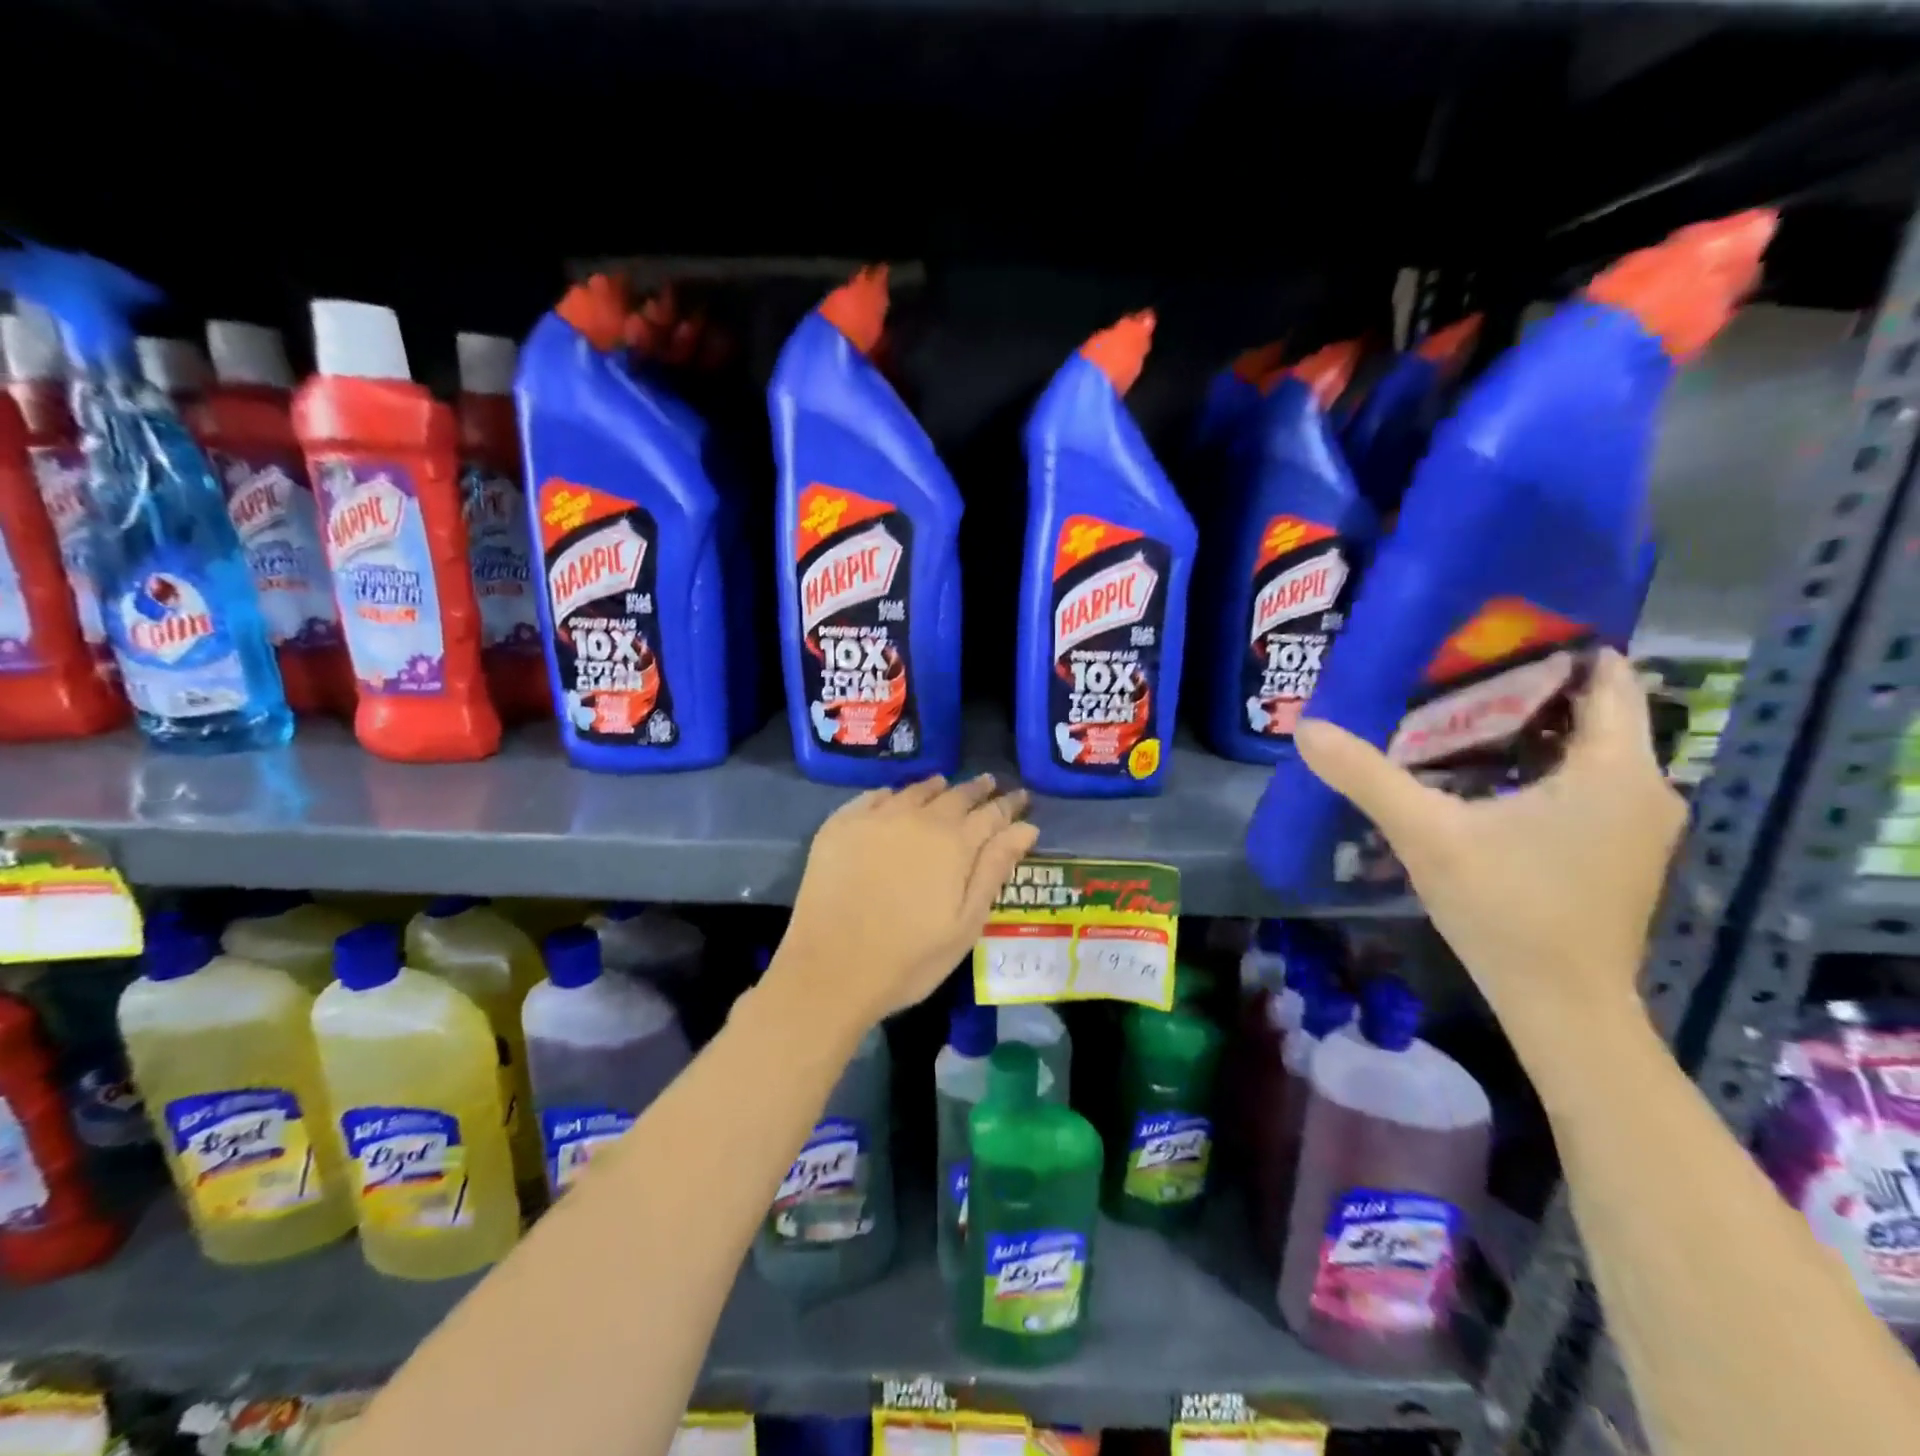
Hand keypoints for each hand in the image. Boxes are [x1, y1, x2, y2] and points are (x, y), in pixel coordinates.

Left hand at [776, 776, 1039, 1027]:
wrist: (829, 969)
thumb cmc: (909, 958)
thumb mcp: (965, 924)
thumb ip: (994, 870)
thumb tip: (1025, 828)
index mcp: (954, 844)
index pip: (992, 814)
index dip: (1009, 805)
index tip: (1022, 796)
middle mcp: (918, 819)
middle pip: (955, 795)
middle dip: (977, 790)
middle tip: (989, 783)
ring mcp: (876, 818)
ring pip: (914, 791)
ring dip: (936, 787)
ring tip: (945, 784)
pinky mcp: (840, 826)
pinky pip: (874, 797)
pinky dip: (892, 794)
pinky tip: (893, 797)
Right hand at [1294, 649, 1684, 1049]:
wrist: (1560, 1005)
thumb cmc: (1506, 908)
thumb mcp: (1426, 834)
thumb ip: (1367, 776)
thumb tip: (1307, 727)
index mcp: (1615, 771)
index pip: (1606, 678)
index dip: (1556, 648)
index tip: (1491, 632)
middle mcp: (1644, 788)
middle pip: (1592, 712)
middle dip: (1528, 687)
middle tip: (1454, 669)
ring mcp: (1637, 824)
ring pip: (1588, 751)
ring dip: (1531, 729)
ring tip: (1459, 712)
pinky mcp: (1619, 851)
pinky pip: (1586, 783)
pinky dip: (1541, 766)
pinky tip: (1483, 774)